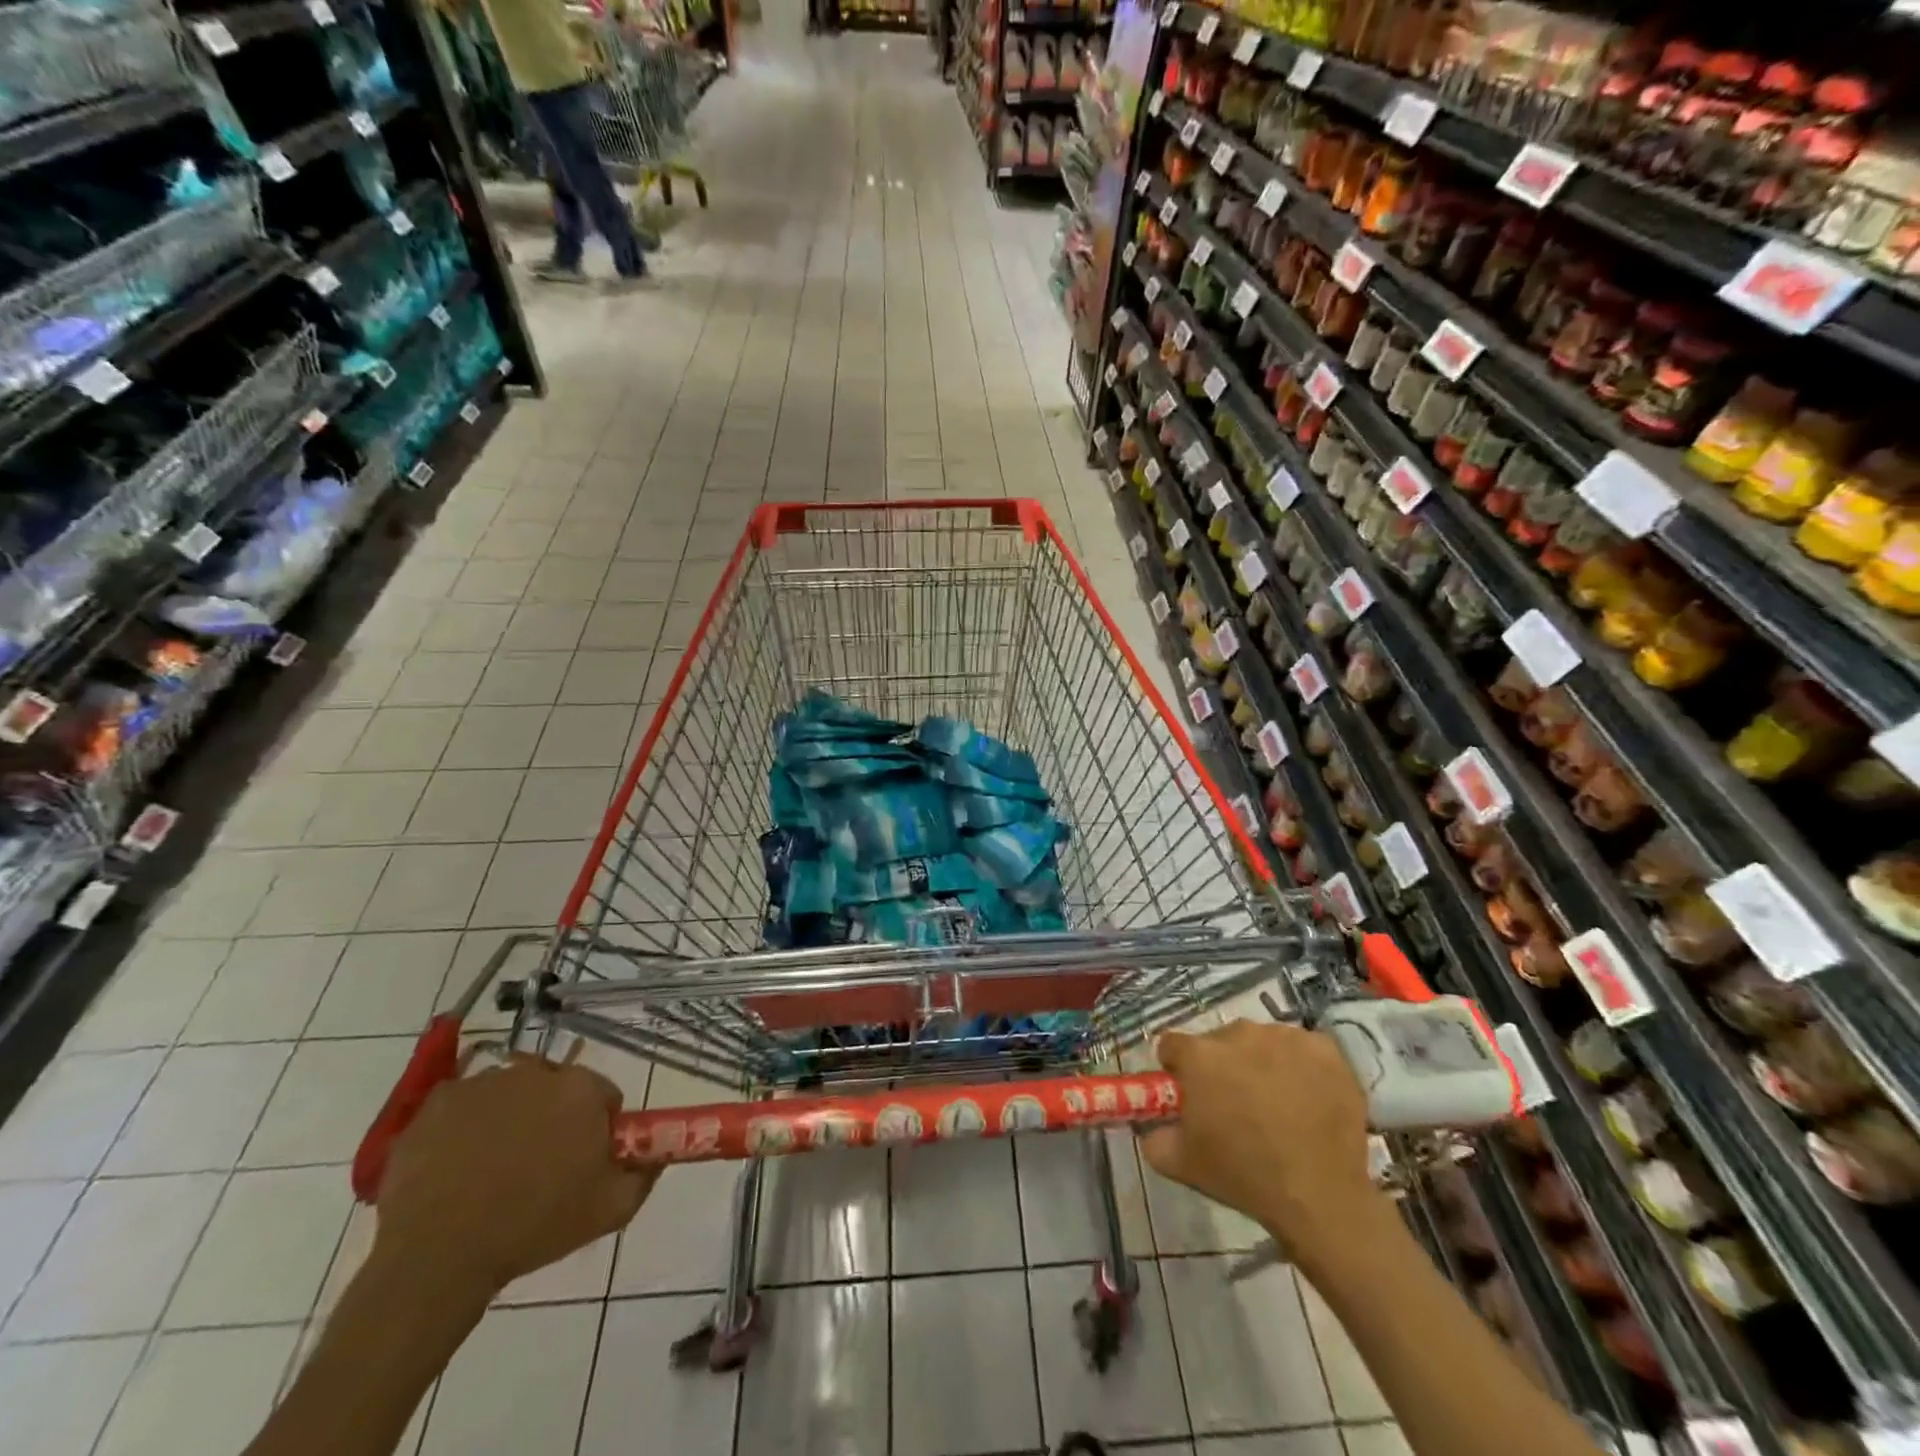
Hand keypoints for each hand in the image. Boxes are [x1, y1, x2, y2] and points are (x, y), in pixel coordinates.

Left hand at [372, 1056, 659, 1303]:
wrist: (438, 1257)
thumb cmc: (533, 1227)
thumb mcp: (610, 1210)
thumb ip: (644, 1174)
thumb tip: (657, 1155)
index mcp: (582, 1090)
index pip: (602, 1096)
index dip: (595, 1129)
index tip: (580, 1162)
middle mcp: (537, 1072)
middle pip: (554, 1089)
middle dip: (551, 1118)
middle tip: (536, 1167)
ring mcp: (483, 1083)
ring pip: (508, 1095)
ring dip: (508, 1120)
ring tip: (489, 1172)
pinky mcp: (438, 1102)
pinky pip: (462, 1106)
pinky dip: (463, 1128)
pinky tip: (455, 1167)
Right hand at [1138, 1020, 1381, 1263]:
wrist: (1320, 1198)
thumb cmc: (1244, 1177)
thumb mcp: (1182, 1164)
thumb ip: (1154, 1137)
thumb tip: (1150, 1126)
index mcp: (1200, 1055)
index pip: (1173, 1045)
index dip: (1177, 1068)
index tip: (1189, 1092)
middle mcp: (1239, 1033)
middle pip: (1220, 1040)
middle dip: (1222, 1064)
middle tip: (1236, 1102)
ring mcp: (1285, 1037)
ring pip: (1262, 1041)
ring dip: (1261, 1061)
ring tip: (1277, 1102)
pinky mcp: (1324, 1049)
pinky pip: (1301, 1047)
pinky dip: (1300, 1065)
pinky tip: (1306, 1095)